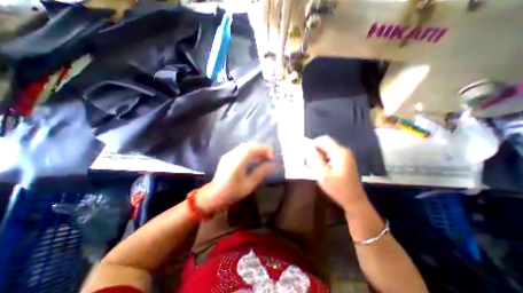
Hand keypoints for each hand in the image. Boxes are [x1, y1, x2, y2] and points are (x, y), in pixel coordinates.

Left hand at [199, 144, 275, 213]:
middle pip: (249, 145)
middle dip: (261, 148)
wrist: (214, 195)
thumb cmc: (232, 192)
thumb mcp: (249, 185)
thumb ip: (261, 172)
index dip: (265, 149)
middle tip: (269, 157)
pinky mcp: (227, 156)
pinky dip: (250, 151)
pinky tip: (253, 158)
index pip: (253, 148)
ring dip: (256, 149)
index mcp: (238, 161)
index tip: (271, 158)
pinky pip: (241, 149)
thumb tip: (271, 165)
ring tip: (263, 157)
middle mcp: (232, 154)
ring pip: (245, 146)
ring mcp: (229, 154)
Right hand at [314, 135, 366, 210]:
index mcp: (339, 152)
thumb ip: (314, 157)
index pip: (323, 139)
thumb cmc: (337, 188)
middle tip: (309, 162)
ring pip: (327, 150)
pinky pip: (331, 155)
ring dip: (319, 155)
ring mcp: (345, 156)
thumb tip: (307, 146)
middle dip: (315, 151)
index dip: (312, 144)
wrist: (354, 201)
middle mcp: (344, 151)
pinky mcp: (345, 161)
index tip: (306, 154)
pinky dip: (324, 159)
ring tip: (314, 167)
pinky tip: (321, 169)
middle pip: (325, 144)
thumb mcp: (322, 173)